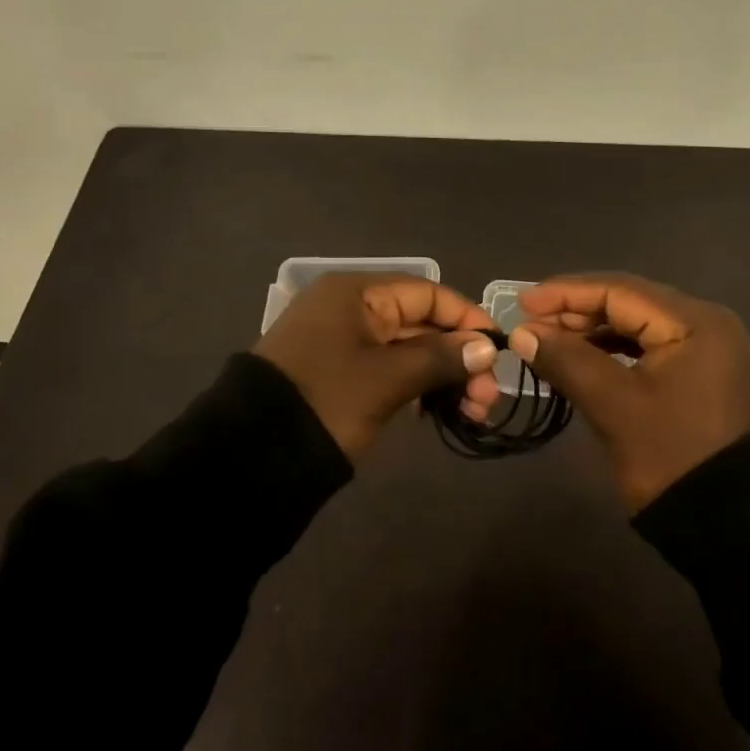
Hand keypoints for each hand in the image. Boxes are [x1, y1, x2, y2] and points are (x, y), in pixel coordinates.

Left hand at [253, 272, 502, 458]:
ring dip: (444, 376)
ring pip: (409, 351)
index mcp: (356, 293)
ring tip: (474, 412)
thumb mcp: (387, 378)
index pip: (427, 293)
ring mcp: (344, 344)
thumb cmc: (326, 401)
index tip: (498, 350)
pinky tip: (444, 411)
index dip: (467, 318)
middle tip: (488, 398)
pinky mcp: (341, 375)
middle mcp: (351, 309)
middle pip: (420, 323)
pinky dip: (419, 387)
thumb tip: (487, 348)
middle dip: (459, 357)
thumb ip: (441, 358)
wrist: (251, 457)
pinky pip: (391, 371)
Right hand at [509, 273, 749, 511]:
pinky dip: (613, 350)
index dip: (566, 293)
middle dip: (577, 311)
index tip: (523, 303)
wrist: (733, 525)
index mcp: (694, 322)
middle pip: (630, 303)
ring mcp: (708, 349)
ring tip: (549, 340)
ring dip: (592, 331)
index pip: (620, 290)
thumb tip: (522, 333)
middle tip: (531, 324)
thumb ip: (567, 360)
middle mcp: (706, 323)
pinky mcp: (703, 373)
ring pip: (638, 325)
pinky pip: (650, 347)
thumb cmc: (673, 458)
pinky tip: (582, 358)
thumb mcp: (614, 406)